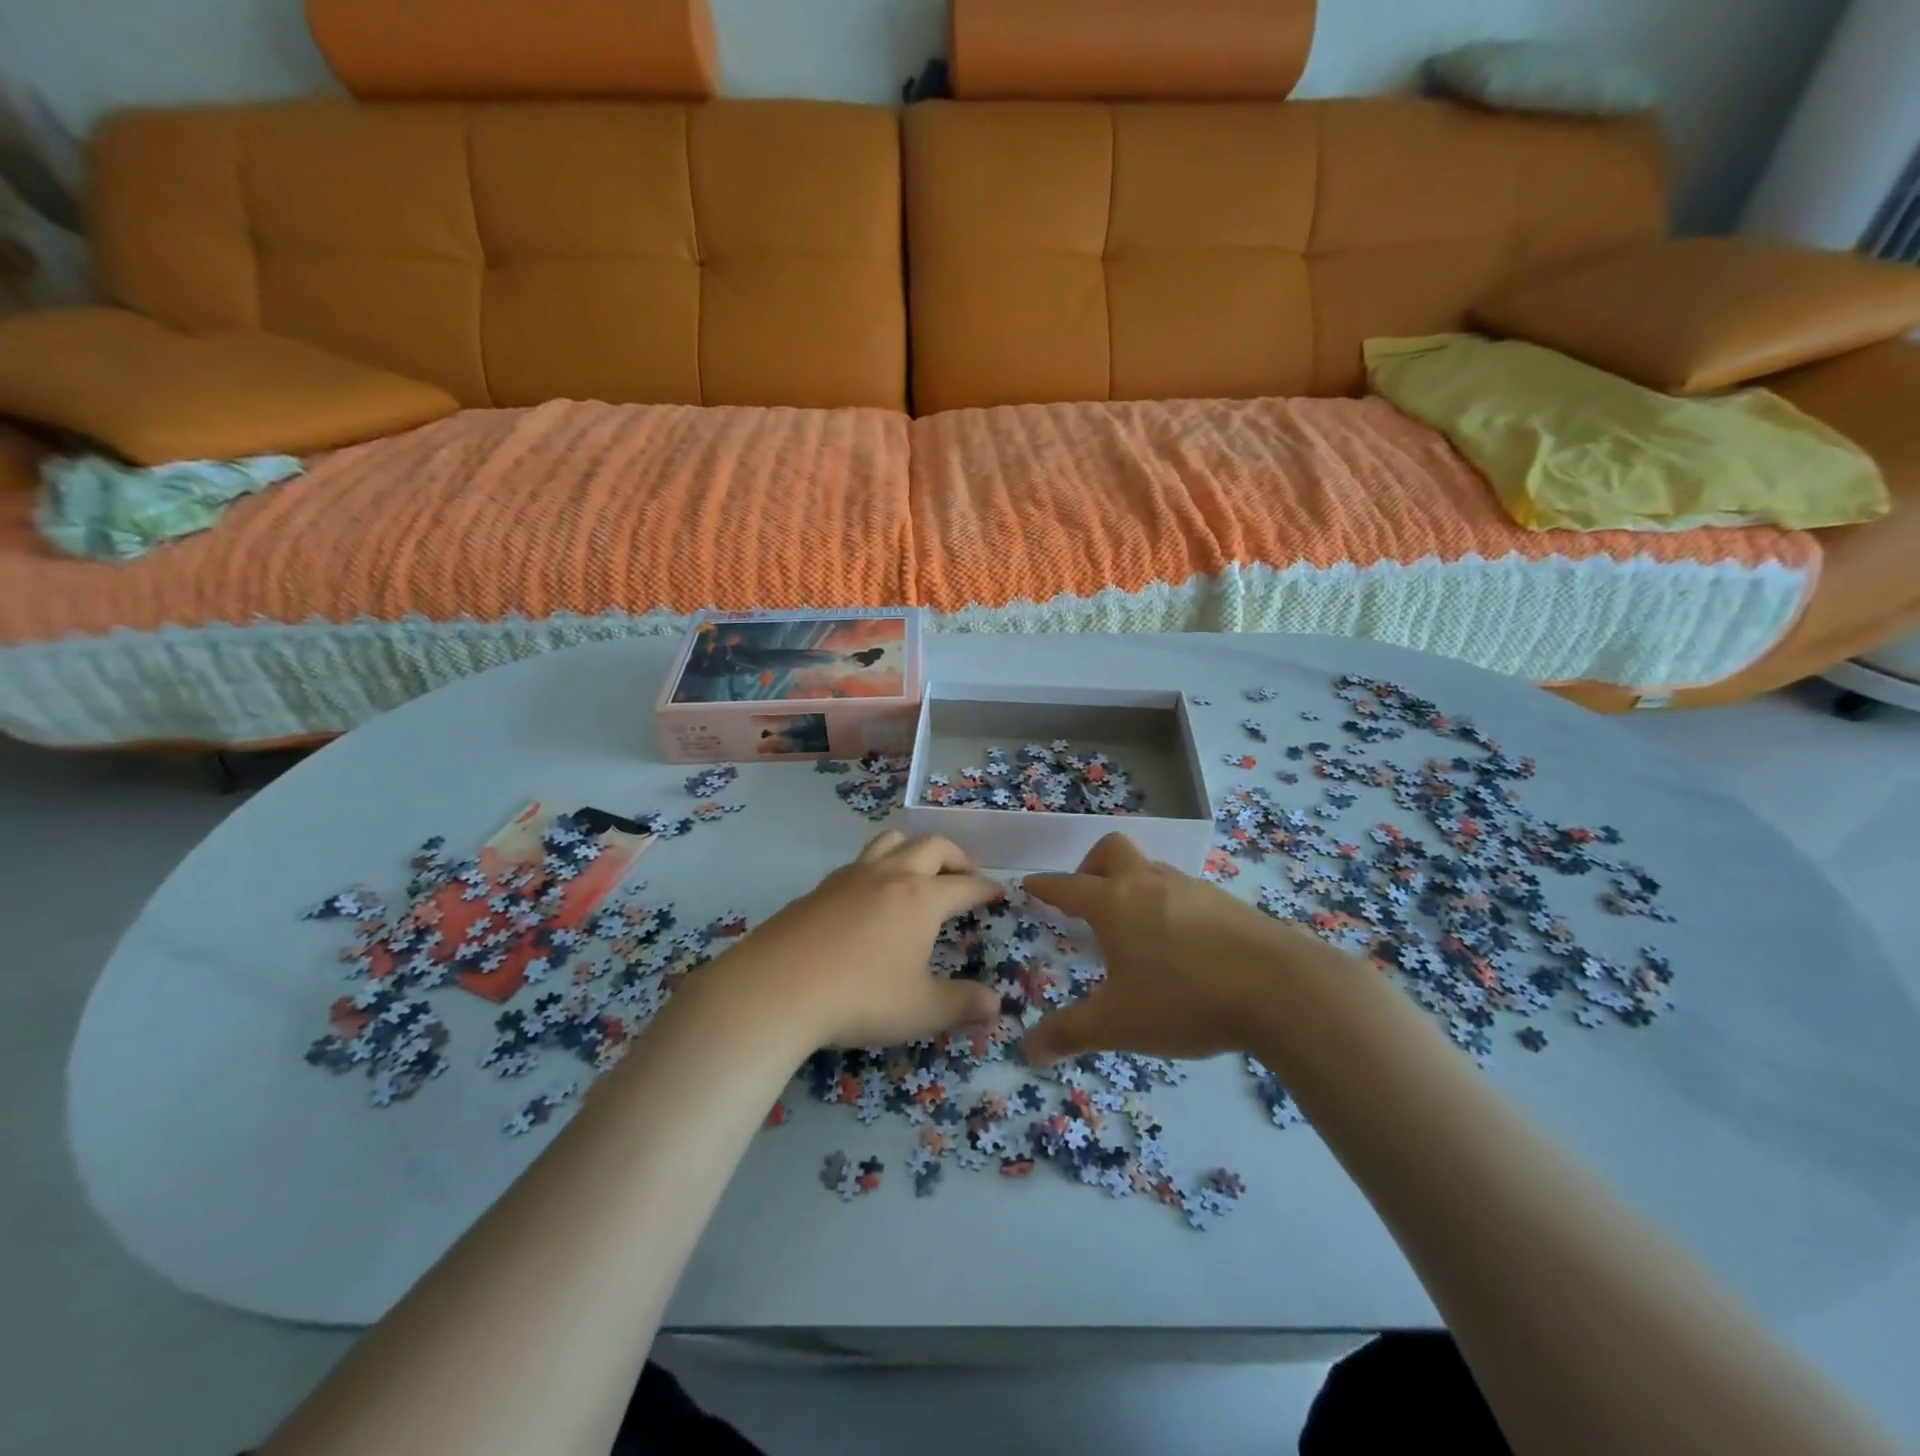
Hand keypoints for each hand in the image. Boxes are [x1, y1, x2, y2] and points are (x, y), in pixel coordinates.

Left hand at [719, 831, 1001, 1049]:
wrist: (777, 987)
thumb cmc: (860, 997)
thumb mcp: (920, 1010)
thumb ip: (962, 1005)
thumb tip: (996, 1005)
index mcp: (921, 898)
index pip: (965, 885)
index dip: (986, 888)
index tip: (998, 892)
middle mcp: (890, 875)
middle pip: (931, 846)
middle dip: (956, 856)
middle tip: (965, 874)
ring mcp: (850, 877)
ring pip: (890, 840)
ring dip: (914, 848)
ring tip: (919, 869)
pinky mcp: (819, 888)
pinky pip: (859, 862)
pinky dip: (878, 867)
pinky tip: (870, 896)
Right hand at [1021, 832, 1312, 1064]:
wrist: (1281, 989)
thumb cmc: (1185, 1000)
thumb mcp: (1119, 1024)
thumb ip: (1070, 1033)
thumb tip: (1027, 1049)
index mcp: (1114, 903)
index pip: (1067, 886)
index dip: (1044, 886)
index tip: (1029, 885)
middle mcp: (1149, 884)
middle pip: (1111, 850)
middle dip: (1090, 866)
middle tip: (1088, 901)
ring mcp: (1192, 888)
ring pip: (1151, 868)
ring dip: (1133, 885)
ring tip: (1136, 930)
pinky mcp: (1227, 901)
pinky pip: (1184, 890)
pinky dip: (1169, 905)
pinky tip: (1182, 945)